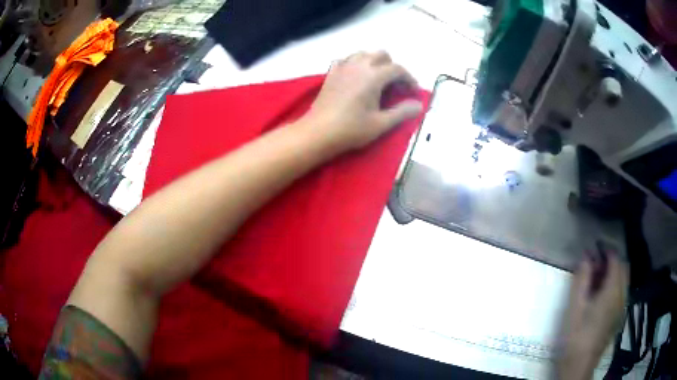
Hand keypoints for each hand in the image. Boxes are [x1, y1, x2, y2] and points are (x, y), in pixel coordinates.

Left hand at [301, 51, 422, 153]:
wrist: (318, 132)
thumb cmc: (351, 129)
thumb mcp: (381, 124)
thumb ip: (402, 112)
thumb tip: (419, 105)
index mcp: (373, 76)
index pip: (397, 69)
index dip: (409, 79)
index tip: (413, 93)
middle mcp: (359, 65)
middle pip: (381, 55)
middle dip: (392, 67)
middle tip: (396, 86)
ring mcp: (343, 67)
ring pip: (364, 54)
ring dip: (375, 62)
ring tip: (378, 80)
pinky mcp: (331, 73)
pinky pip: (347, 59)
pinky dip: (356, 64)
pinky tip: (356, 76)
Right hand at [555, 248, 628, 379]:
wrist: (579, 365)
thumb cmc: (575, 336)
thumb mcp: (574, 307)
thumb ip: (582, 279)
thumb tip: (586, 255)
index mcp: (612, 292)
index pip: (616, 260)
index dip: (607, 250)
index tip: (595, 247)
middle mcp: (622, 295)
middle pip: (623, 267)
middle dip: (612, 260)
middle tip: (595, 264)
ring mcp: (622, 307)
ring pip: (624, 279)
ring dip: (614, 272)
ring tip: (597, 279)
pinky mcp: (619, 316)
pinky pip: (622, 291)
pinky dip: (615, 285)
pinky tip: (601, 296)